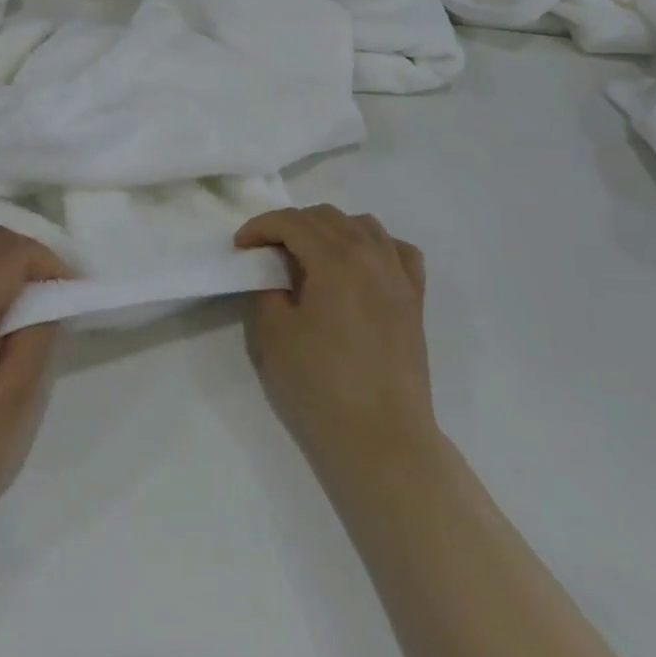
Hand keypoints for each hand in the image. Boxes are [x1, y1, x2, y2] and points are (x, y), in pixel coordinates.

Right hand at [235, 206, 434, 484]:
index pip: (292, 222)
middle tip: (267, 253)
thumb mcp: (273, 335)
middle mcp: (372, 255)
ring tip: (311, 256)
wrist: (381, 439)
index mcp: (336, 259)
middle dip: (291, 226)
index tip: (240, 247)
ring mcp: (399, 277)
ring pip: (364, 225)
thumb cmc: (320, 387)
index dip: (260, 227)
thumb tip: (274, 273)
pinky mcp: (415, 300)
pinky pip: (398, 251)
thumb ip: (268, 289)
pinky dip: (374, 245)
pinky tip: (360, 265)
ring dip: (331, 229)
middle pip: (326, 217)